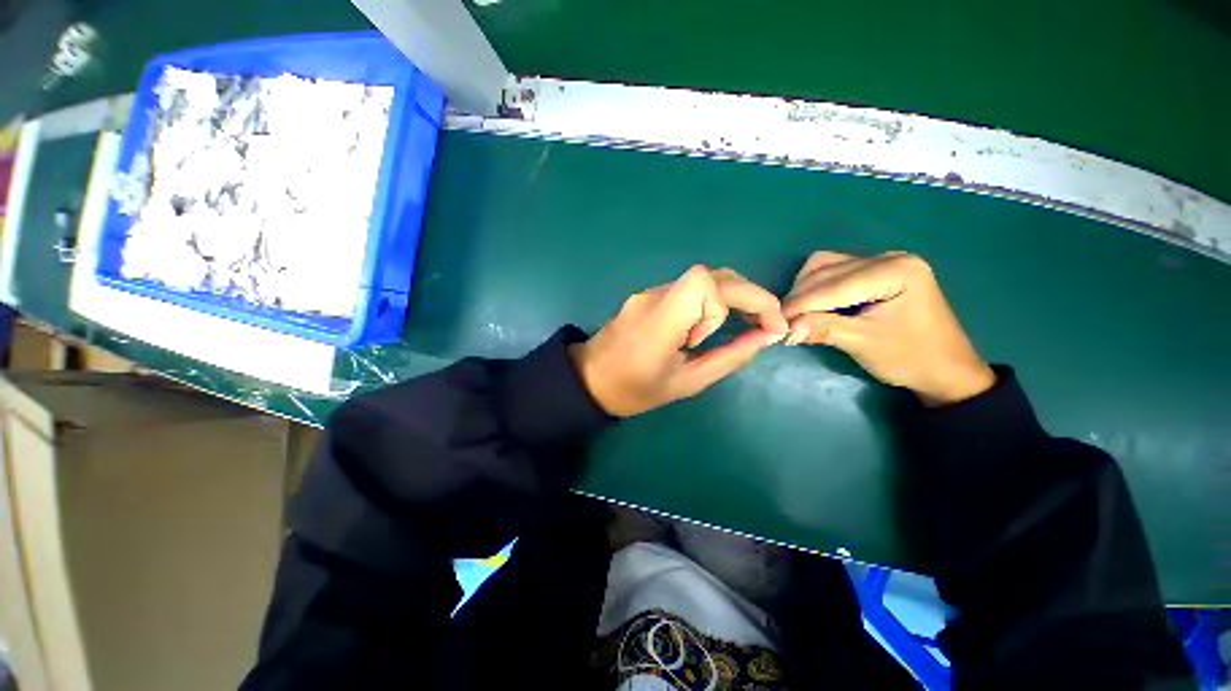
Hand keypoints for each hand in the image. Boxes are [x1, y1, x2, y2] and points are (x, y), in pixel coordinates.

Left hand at [571, 266, 788, 416]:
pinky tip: (702, 329)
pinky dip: (709, 303)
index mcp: (660, 321)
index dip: (735, 301)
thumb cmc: (635, 390)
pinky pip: (687, 289)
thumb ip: (729, 357)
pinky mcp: (647, 296)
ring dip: (728, 299)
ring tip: (728, 330)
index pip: (704, 282)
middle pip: (709, 275)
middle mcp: (654, 296)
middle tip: (764, 324)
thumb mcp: (687, 382)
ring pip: (701, 279)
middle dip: (746, 296)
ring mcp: (649, 293)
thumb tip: (766, 336)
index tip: (752, 329)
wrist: (589, 380)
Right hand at [781, 251, 994, 405]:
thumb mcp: (864, 344)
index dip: (799, 304)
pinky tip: (811, 309)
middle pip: (826, 269)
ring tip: (795, 317)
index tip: (773, 322)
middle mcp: (887, 258)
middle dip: (800, 297)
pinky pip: (834, 274)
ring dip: (805, 291)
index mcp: (895, 271)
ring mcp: (881, 264)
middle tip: (781, 323)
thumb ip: (823, 330)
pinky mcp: (875, 274)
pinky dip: (816, 291)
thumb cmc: (912, 358)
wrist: (945, 370)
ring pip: (826, 268)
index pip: (833, 284)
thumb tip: (783, 329)